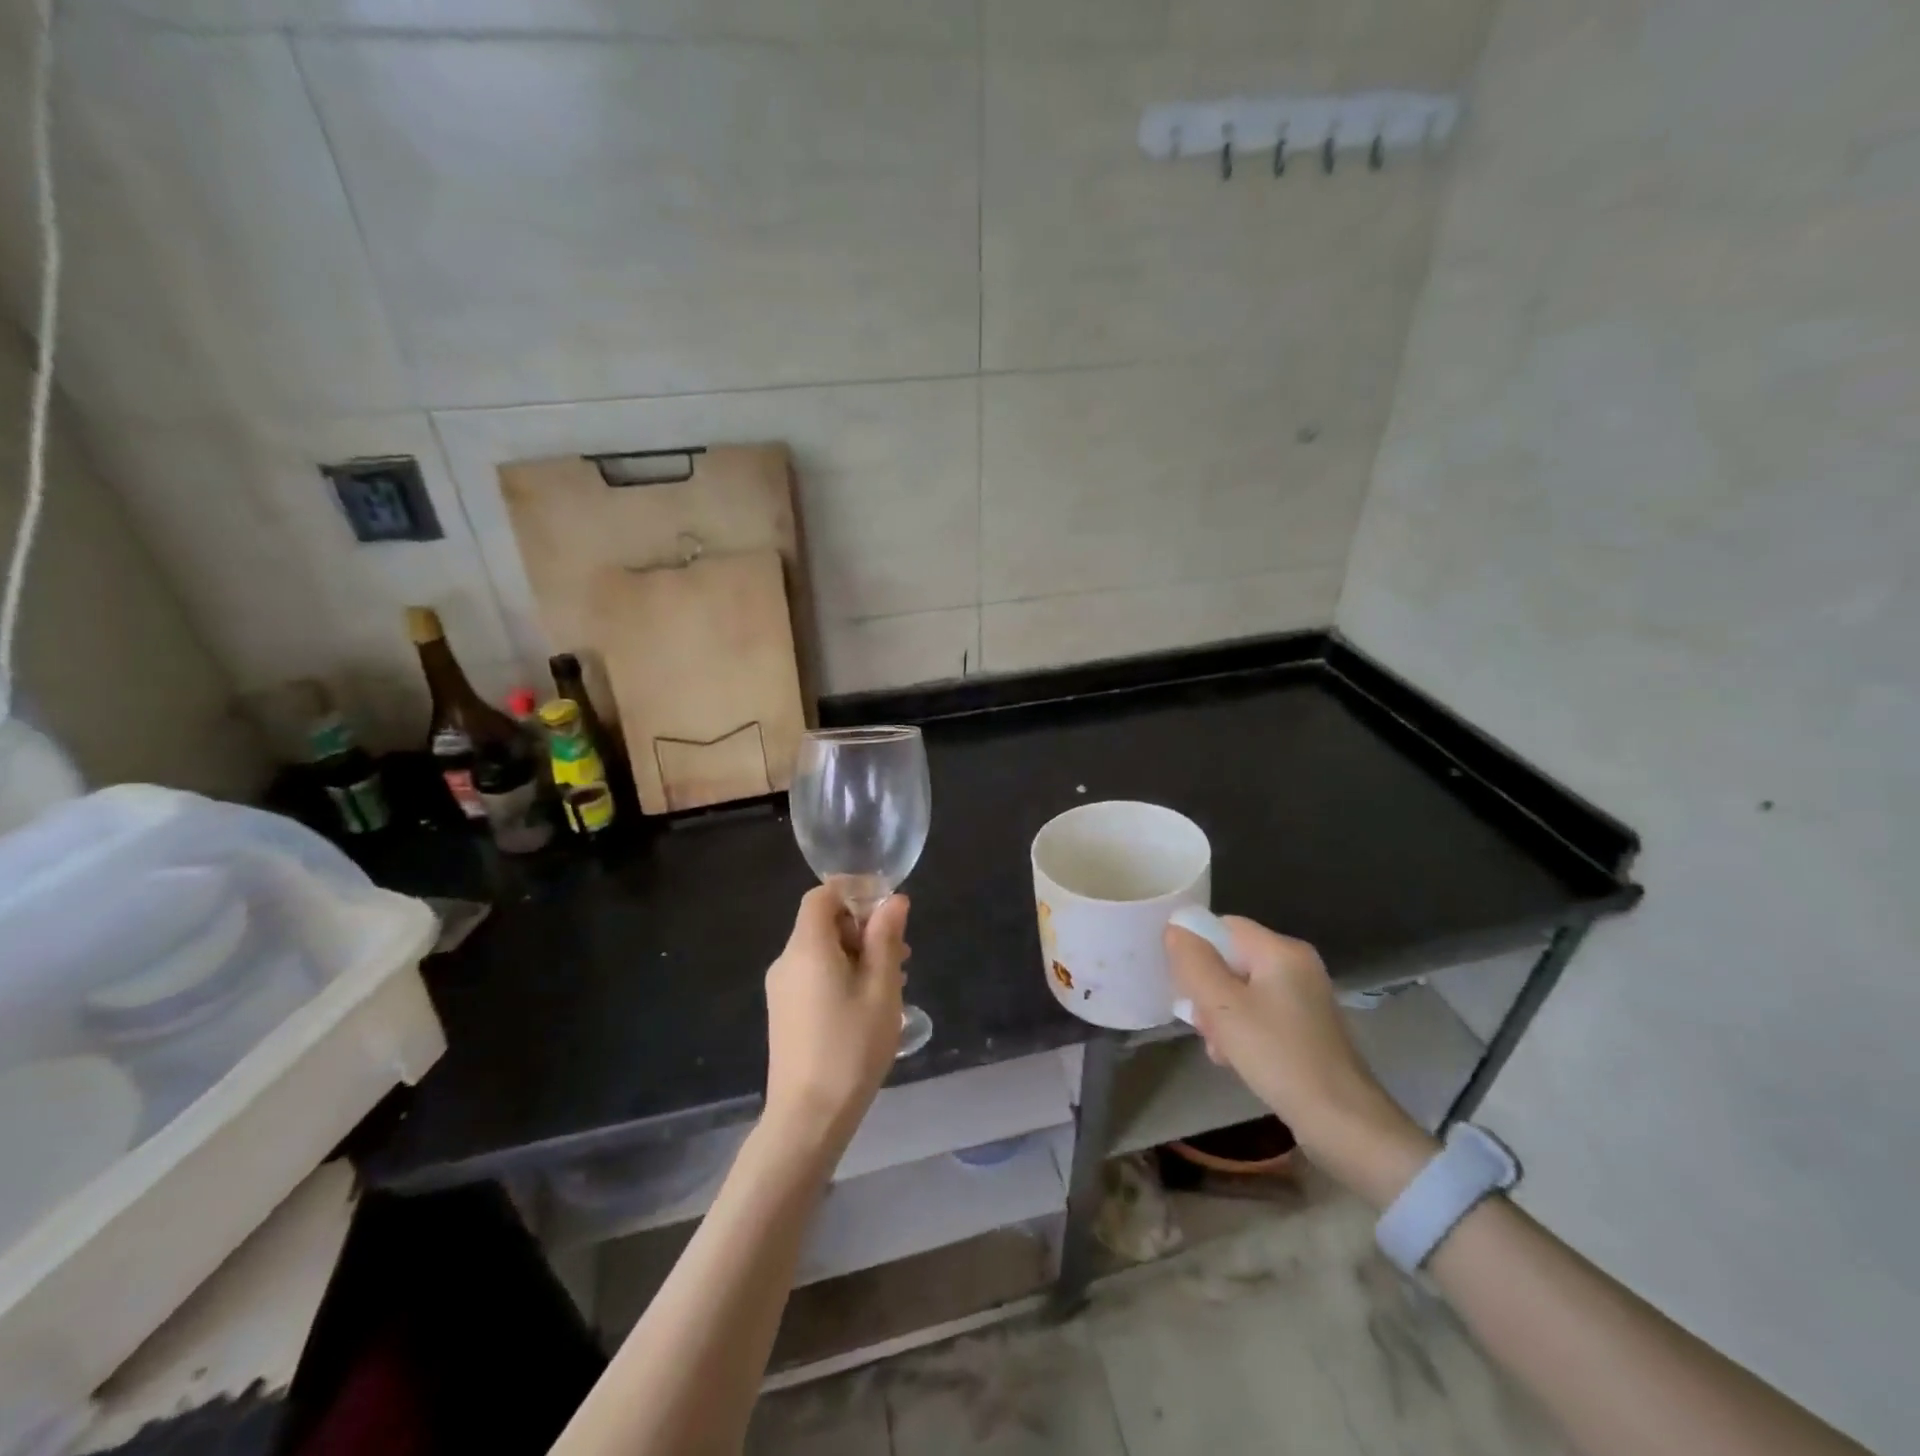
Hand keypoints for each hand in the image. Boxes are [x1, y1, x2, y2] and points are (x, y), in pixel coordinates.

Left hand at [763, 886, 909, 1148]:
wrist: (807, 1118)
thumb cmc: (850, 1048)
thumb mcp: (881, 989)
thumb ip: (886, 938)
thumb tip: (894, 900)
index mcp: (807, 948)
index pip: (821, 896)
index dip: (854, 893)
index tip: (888, 912)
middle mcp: (787, 961)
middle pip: (822, 923)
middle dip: (863, 928)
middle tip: (901, 954)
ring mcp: (782, 989)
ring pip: (821, 951)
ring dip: (857, 954)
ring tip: (893, 982)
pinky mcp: (784, 1012)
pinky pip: (814, 975)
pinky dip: (842, 974)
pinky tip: (868, 1005)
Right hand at [1164, 915, 1434, 1205]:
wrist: (1342, 1123)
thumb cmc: (1278, 1055)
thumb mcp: (1223, 1007)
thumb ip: (1194, 962)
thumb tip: (1175, 928)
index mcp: (1282, 950)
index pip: (1223, 927)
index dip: (1196, 949)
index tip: (1183, 985)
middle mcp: (1297, 965)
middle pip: (1231, 960)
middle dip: (1207, 990)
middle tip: (1201, 1024)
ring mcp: (1305, 998)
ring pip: (1242, 990)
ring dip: (1221, 1015)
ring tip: (1218, 1048)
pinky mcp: (1307, 1028)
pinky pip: (1260, 1014)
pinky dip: (1242, 1030)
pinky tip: (1234, 1058)